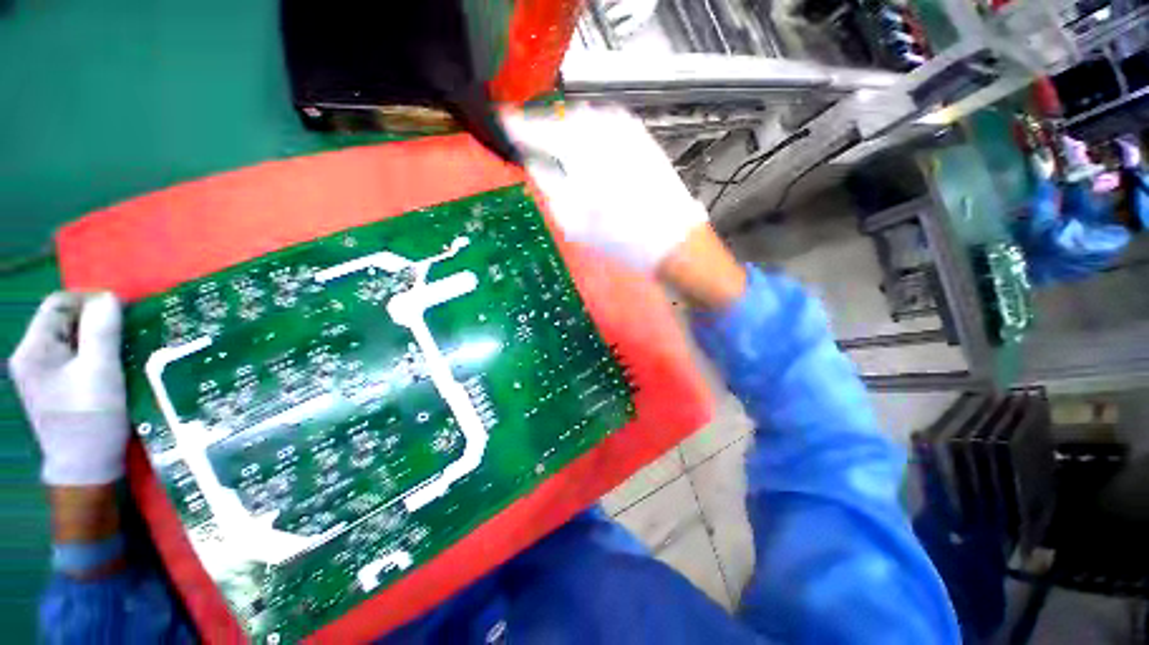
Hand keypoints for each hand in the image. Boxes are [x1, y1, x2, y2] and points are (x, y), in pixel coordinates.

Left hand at [9, 292, 129, 485]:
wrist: (85, 491)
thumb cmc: (90, 436)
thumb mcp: (101, 378)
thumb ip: (103, 328)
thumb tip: (107, 298)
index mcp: (30, 350)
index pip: (60, 303)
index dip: (89, 304)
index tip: (115, 315)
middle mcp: (24, 356)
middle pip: (57, 323)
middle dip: (85, 329)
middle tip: (111, 343)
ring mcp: (28, 375)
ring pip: (58, 341)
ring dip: (81, 346)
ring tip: (102, 362)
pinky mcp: (36, 389)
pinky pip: (56, 359)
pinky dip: (74, 362)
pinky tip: (88, 376)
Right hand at [501, 105, 708, 271]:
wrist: (676, 240)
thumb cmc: (620, 236)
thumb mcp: (570, 217)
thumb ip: (545, 178)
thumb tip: (530, 155)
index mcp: (579, 151)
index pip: (536, 128)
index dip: (513, 122)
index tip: (497, 117)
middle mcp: (602, 130)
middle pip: (558, 116)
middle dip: (537, 122)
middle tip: (521, 131)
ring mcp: (625, 128)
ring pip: (580, 114)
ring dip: (562, 121)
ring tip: (549, 136)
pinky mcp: (640, 133)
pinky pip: (604, 116)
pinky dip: (586, 122)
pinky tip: (582, 135)